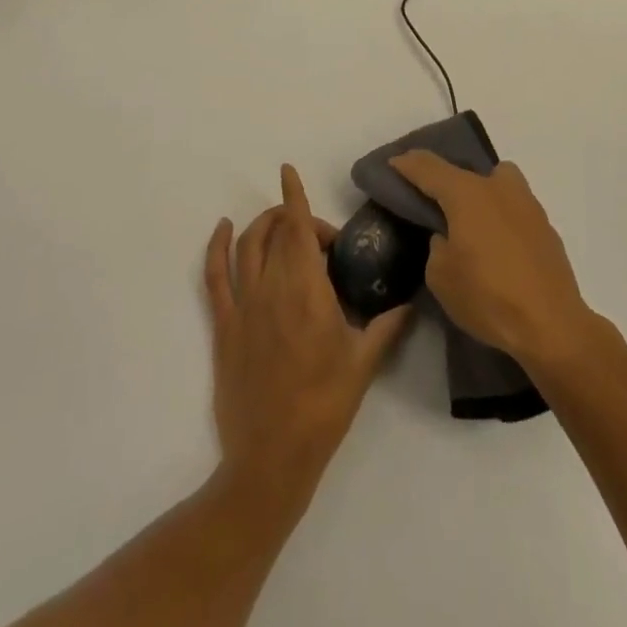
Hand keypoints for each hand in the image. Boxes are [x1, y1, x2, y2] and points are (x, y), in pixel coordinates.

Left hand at [205, 165, 412, 514]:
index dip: (294, 196)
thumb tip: (412, 300)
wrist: (272, 457)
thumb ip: (388, 325)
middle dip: (297, 220)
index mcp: (307, 291)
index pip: (298, 229)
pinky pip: (215, 274)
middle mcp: (272, 287)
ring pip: (247, 244)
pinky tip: (223, 230)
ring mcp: (243, 305)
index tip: (288, 170)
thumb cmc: (324, 407)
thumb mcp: (364, 364)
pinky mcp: (223, 324)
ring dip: (263, 225)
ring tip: (282, 225)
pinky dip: (217, 245)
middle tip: (322, 243)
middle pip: (277, 232)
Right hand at [389, 151, 595, 371]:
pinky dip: (501, 218)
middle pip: (466, 170)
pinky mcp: (546, 228)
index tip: (393, 165)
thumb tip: (448, 237)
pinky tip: (497, 247)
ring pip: (498, 183)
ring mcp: (527, 205)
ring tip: (470, 224)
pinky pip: (514, 209)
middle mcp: (498, 188)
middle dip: (446, 180)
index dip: (407, 164)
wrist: (552, 325)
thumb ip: (437, 246)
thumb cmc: (488, 297)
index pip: (428, 167)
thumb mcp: (440, 276)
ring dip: (480, 194)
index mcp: (467, 193)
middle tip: (433, 202)